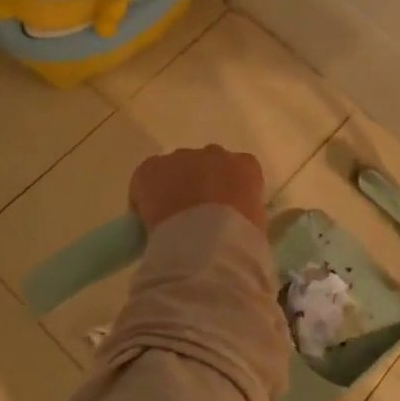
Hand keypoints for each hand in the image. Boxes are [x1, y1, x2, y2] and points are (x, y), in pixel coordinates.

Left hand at [129, 145, 265, 232]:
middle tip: (194, 216)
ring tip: (169, 220)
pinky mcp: (151, 168)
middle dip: (198, 184)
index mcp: (245, 167)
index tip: (220, 213)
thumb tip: (231, 219)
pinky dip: (143, 196)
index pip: (237, 171)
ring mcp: (181, 158)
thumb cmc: (240, 241)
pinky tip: (147, 220)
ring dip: (172, 187)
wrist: (206, 247)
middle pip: (204, 164)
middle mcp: (215, 154)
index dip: (226, 192)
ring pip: (174, 168)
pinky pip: (146, 178)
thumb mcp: (256, 226)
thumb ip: (245, 212)